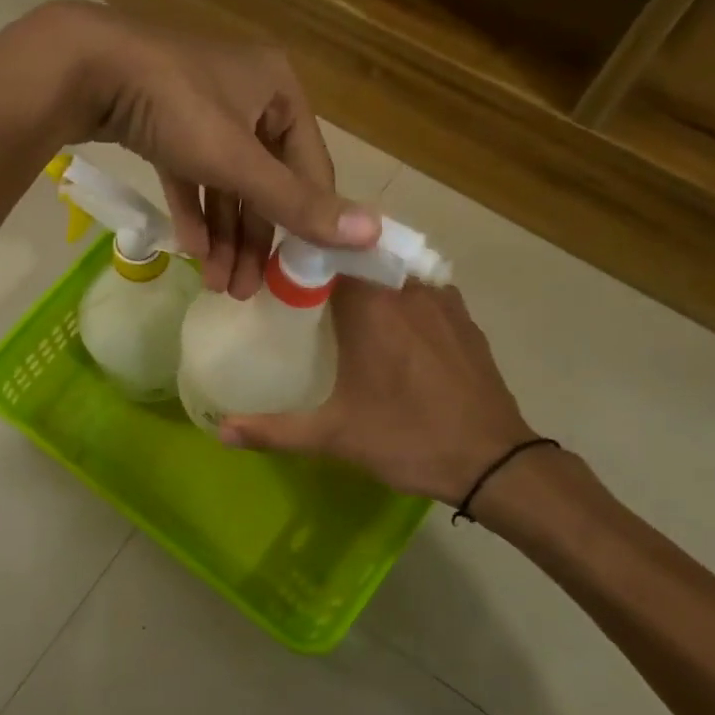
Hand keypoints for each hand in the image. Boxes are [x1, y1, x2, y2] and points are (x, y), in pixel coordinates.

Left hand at [29, 1, 380, 297]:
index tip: (299, 273)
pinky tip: (190, 249)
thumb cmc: (176, 107)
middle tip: (245, 291)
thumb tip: (372, 235)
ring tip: (216, 284)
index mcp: (280, 91)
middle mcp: (248, 95)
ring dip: (222, 235)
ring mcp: (203, 108)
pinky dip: (192, 210)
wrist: (85, 69)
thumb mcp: (238, 161)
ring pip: (224, 183)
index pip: (310, 168)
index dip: (308, 222)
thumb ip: (297, 203)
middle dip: (253, 240)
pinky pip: (190, 173)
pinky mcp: (164, 121)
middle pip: (263, 182)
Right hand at [217, 280, 539, 508]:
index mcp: (372, 306)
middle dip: (332, 267)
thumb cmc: (408, 439)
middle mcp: (408, 289)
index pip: (330, 252)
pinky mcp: (464, 318)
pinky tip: (390, 326)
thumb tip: (221, 430)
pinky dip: (400, 295)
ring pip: (394, 271)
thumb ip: (274, 430)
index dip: (303, 256)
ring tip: (342, 305)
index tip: (280, 271)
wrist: (493, 462)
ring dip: (368, 280)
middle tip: (304, 291)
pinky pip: (423, 289)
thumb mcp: (334, 436)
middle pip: (361, 258)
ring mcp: (443, 300)